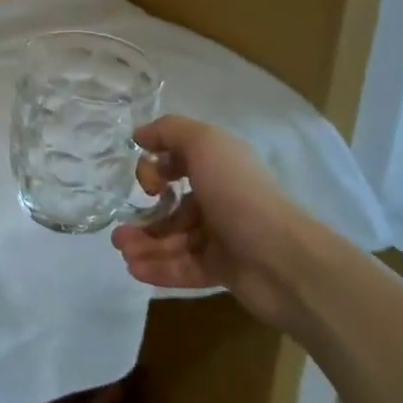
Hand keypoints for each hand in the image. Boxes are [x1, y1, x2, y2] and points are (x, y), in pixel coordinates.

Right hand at [112, 115, 319, 331]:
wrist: (282, 260)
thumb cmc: (239, 194)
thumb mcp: (204, 144)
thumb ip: (169, 131)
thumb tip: (140, 134)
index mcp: (219, 165)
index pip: (178, 162)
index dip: (156, 170)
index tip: (147, 184)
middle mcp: (220, 197)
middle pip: (173, 206)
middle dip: (143, 216)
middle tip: (119, 231)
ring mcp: (222, 236)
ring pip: (175, 238)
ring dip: (145, 244)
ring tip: (123, 253)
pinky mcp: (223, 270)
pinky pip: (184, 267)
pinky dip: (158, 267)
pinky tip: (135, 269)